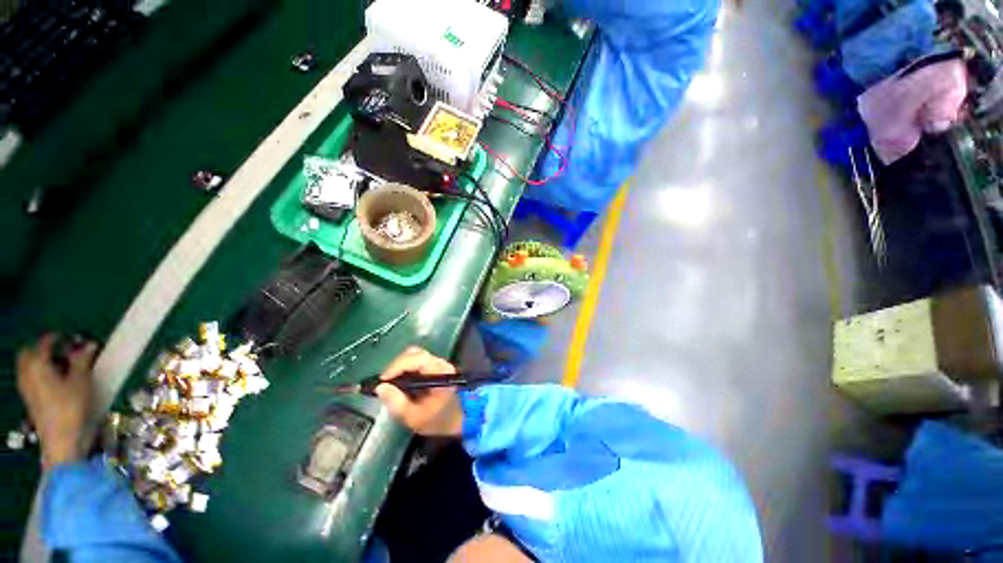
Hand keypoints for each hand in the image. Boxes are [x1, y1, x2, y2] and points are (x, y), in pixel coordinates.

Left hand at [16, 334, 97, 467]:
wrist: (60, 440)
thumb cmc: (70, 407)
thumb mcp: (81, 382)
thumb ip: (82, 361)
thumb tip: (89, 344)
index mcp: (37, 364)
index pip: (45, 342)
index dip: (58, 337)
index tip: (72, 337)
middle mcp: (26, 372)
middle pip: (29, 353)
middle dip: (43, 348)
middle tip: (62, 349)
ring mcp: (25, 388)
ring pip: (27, 366)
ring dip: (41, 361)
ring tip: (60, 364)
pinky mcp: (29, 399)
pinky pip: (30, 378)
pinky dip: (39, 374)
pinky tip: (54, 381)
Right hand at [374, 347, 462, 436]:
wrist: (457, 422)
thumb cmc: (438, 420)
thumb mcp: (415, 417)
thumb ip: (397, 402)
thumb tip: (381, 387)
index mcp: (440, 372)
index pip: (417, 359)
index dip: (397, 366)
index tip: (383, 380)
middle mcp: (440, 363)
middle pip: (415, 353)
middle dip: (397, 365)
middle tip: (386, 382)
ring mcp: (438, 364)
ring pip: (415, 355)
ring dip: (400, 366)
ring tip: (391, 382)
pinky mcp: (435, 367)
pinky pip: (417, 361)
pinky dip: (405, 368)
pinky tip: (400, 382)